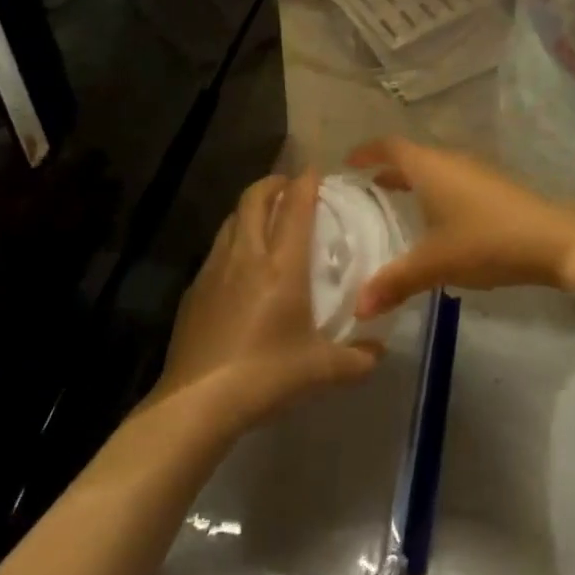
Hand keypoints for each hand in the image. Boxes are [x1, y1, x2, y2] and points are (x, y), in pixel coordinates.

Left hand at [155, 172, 381, 428]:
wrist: (198, 402)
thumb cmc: (265, 376)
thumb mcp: (321, 370)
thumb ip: (357, 358)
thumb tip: (379, 351)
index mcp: (282, 265)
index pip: (295, 207)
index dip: (306, 182)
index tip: (315, 171)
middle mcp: (247, 255)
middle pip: (254, 198)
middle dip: (273, 183)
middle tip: (289, 187)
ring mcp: (215, 269)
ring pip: (232, 219)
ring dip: (250, 208)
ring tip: (265, 218)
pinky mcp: (195, 289)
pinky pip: (217, 248)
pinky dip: (233, 239)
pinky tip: (240, 264)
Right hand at [347, 138, 574, 317]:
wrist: (554, 241)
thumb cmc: (486, 241)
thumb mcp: (435, 264)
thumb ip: (395, 283)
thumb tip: (358, 308)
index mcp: (429, 167)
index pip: (390, 147)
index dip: (367, 151)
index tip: (348, 162)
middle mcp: (450, 161)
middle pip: (412, 156)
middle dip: (387, 169)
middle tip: (364, 189)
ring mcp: (475, 172)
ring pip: (434, 170)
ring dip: (413, 182)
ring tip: (395, 203)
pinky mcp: (494, 188)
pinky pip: (452, 181)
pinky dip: (434, 192)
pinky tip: (437, 222)